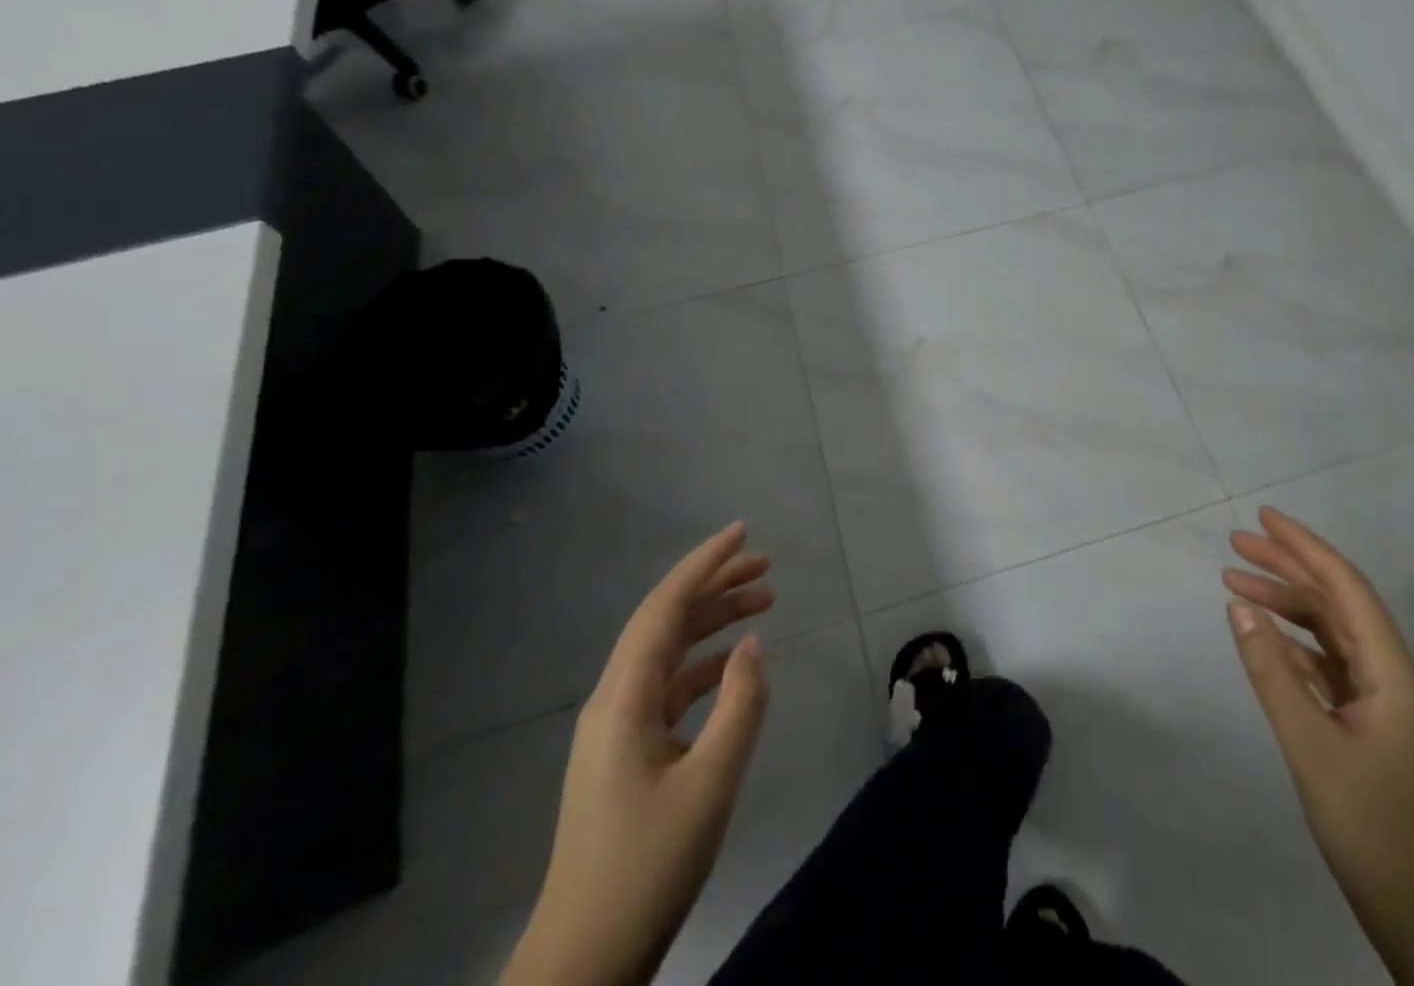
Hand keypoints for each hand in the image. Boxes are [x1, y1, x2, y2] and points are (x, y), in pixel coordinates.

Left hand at [502, 523, 773, 985]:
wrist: (584, 961)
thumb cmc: (647, 867)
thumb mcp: (710, 785)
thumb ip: (740, 705)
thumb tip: (754, 645)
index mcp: (622, 699)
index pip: (665, 608)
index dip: (704, 564)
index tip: (742, 532)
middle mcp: (614, 701)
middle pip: (666, 622)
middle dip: (715, 586)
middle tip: (767, 566)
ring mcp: (617, 728)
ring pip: (670, 653)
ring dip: (714, 624)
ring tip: (765, 602)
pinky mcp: (627, 753)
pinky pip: (669, 688)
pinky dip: (705, 666)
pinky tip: (736, 665)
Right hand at [1224, 507, 1413, 985]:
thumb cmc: (1377, 833)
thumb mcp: (1313, 749)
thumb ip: (1273, 673)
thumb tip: (1238, 607)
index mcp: (1394, 674)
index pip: (1347, 588)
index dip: (1305, 547)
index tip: (1263, 518)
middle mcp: (1395, 678)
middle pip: (1339, 604)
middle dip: (1289, 568)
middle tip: (1236, 545)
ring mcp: (1387, 706)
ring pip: (1332, 635)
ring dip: (1287, 606)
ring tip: (1235, 585)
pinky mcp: (1375, 731)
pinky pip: (1331, 668)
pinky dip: (1295, 646)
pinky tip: (1265, 641)